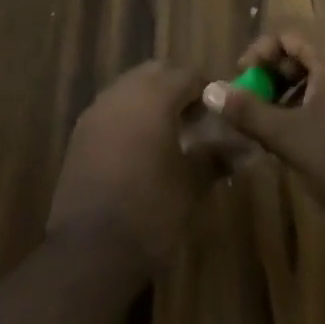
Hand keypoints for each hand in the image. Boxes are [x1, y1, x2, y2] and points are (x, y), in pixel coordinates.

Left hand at [47, 61, 211, 272]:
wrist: (90, 251)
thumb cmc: (150, 210)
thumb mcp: (191, 184)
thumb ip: (216, 157)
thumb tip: (243, 148)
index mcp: (154, 95)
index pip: (189, 75)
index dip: (208, 91)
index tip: (221, 116)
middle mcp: (123, 92)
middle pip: (157, 73)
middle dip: (178, 89)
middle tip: (196, 121)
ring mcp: (97, 110)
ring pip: (130, 88)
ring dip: (151, 101)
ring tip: (168, 136)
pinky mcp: (80, 133)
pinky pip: (112, 109)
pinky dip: (129, 117)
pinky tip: (139, 151)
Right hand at [204, 22, 324, 225]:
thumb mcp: (292, 139)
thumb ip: (250, 112)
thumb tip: (211, 90)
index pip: (288, 29)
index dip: (260, 50)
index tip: (244, 82)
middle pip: (309, 48)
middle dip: (278, 74)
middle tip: (261, 108)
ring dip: (301, 91)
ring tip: (286, 128)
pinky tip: (322, 140)